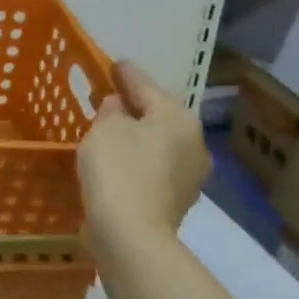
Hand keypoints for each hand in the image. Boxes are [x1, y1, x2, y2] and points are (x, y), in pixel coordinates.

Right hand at [76, 60, 210, 250]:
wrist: (131, 235)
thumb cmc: (118, 169)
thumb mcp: (105, 127)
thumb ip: (112, 108)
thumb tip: (120, 107)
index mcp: (178, 118)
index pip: (145, 84)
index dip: (125, 72)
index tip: (112, 63)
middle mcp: (193, 143)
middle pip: (157, 114)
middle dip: (133, 106)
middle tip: (105, 97)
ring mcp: (189, 175)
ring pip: (156, 142)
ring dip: (135, 134)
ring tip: (107, 130)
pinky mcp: (176, 199)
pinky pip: (153, 166)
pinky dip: (136, 158)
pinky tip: (117, 160)